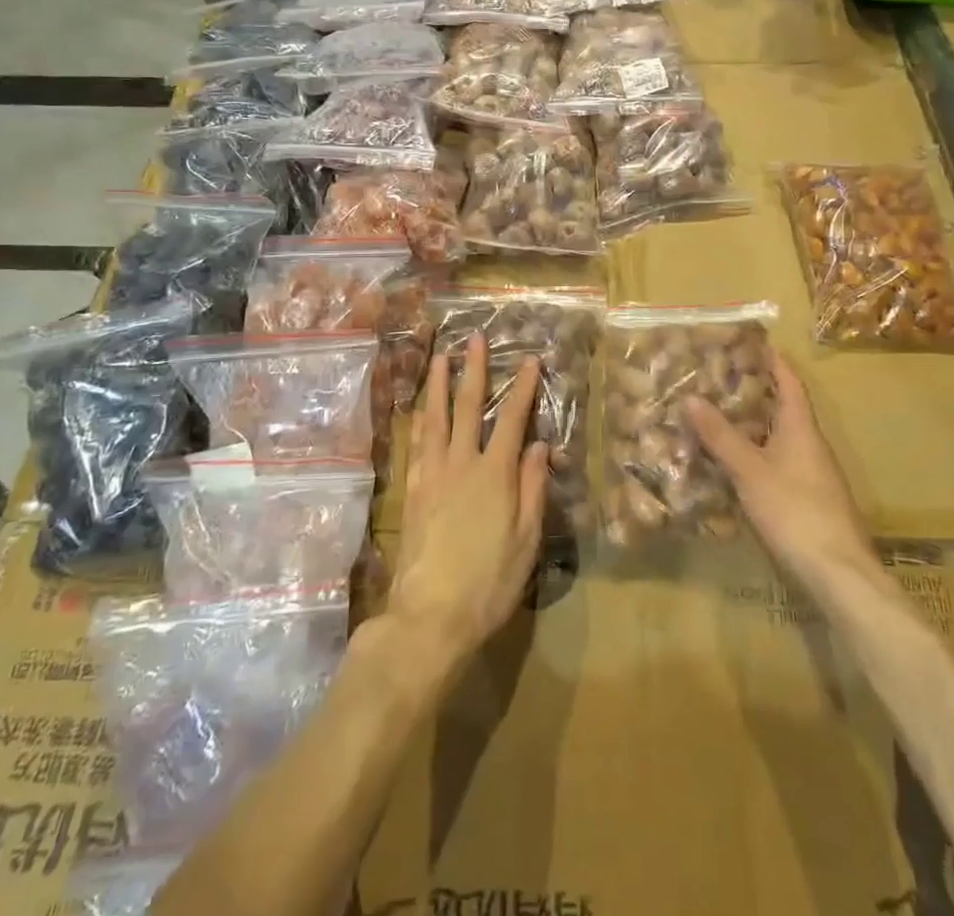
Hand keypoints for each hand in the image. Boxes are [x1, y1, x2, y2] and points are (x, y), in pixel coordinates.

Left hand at [389, 333, 548, 681]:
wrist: (430, 616)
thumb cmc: (489, 582)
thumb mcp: (526, 540)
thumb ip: (534, 488)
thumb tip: (540, 445)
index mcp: (495, 475)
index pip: (513, 420)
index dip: (523, 388)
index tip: (530, 360)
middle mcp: (461, 464)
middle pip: (468, 407)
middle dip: (474, 370)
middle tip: (475, 339)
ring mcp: (432, 474)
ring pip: (436, 418)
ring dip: (439, 384)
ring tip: (441, 357)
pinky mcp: (413, 490)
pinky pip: (417, 443)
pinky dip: (420, 419)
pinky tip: (421, 408)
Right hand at [685, 349, 888, 599]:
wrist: (838, 573)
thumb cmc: (795, 510)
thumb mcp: (750, 470)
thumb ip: (720, 435)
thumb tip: (690, 397)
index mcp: (801, 427)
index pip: (789, 382)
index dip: (773, 360)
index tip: (752, 341)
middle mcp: (810, 443)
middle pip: (783, 407)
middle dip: (755, 390)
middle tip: (719, 376)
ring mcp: (811, 473)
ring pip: (779, 436)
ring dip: (753, 423)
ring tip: (717, 413)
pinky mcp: (807, 498)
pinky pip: (778, 461)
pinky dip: (756, 452)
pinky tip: (733, 462)